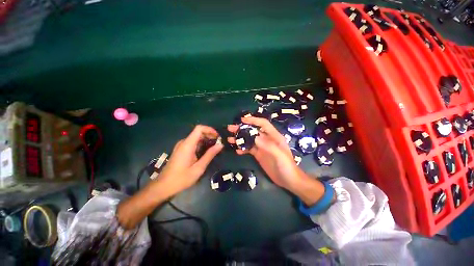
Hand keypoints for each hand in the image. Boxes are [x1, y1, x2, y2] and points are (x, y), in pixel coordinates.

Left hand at [159, 125, 223, 193]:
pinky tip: (205, 152)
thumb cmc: (181, 178)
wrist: (163, 186)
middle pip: (198, 132)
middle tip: (218, 143)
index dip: (210, 129)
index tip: (218, 136)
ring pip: (196, 137)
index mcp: (187, 145)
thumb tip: (220, 145)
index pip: (199, 128)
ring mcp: (181, 146)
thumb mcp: (199, 168)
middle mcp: (183, 142)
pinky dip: (201, 144)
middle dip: (210, 135)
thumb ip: (210, 155)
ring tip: (214, 148)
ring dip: (206, 140)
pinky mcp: (180, 150)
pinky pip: (192, 143)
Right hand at [227, 117, 305, 189]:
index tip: (242, 120)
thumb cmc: (287, 166)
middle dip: (242, 129)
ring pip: (249, 140)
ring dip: (240, 139)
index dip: (253, 120)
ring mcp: (262, 147)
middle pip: (253, 131)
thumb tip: (254, 137)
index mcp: (274, 136)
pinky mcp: (258, 155)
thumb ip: (267, 145)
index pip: (263, 124)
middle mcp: (267, 140)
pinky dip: (242, 149)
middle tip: (230, 128)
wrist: (288, 180)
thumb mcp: (279, 155)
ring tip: (229, 139)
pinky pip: (249, 149)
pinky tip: (236, 151)